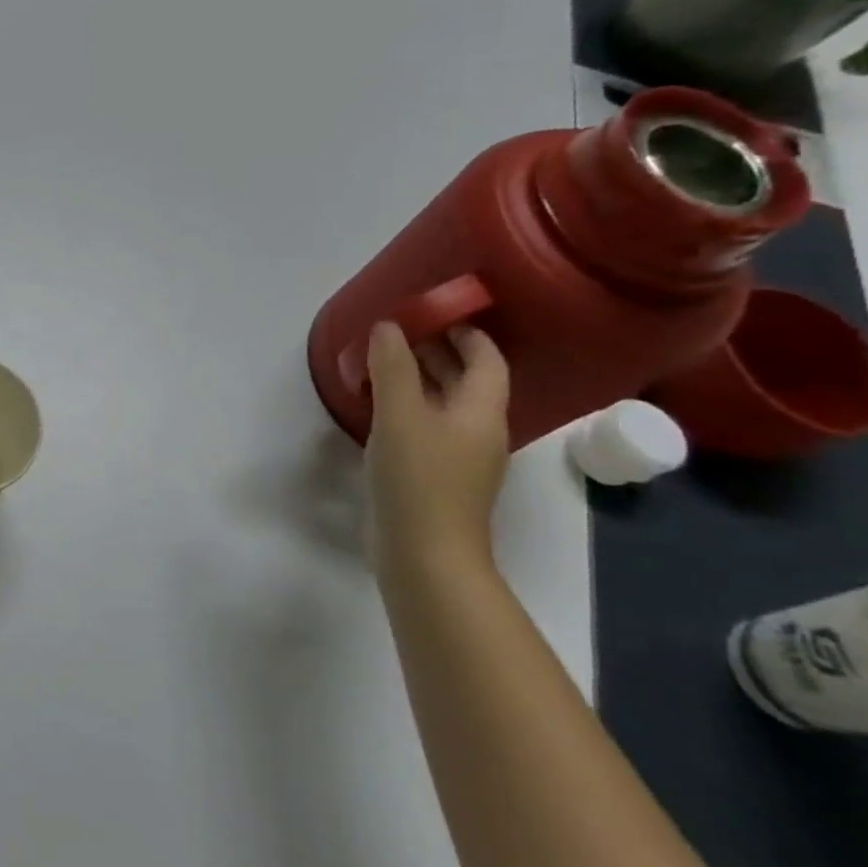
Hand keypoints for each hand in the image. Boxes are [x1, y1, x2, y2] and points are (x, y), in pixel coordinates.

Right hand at [364, 322, 511, 565]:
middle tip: (399, 332)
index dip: (466, 333)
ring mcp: (461, 458)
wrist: (426, 554)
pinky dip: (409, 408)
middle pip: (467, 381)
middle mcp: (479, 431)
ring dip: (420, 380)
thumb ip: (393, 368)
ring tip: (383, 364)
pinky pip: (428, 428)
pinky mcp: (439, 478)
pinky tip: (380, 410)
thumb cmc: (419, 479)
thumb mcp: (400, 416)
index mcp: (481, 411)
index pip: (486, 360)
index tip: (435, 312)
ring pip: (445, 405)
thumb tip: (387, 326)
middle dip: (438, 352)